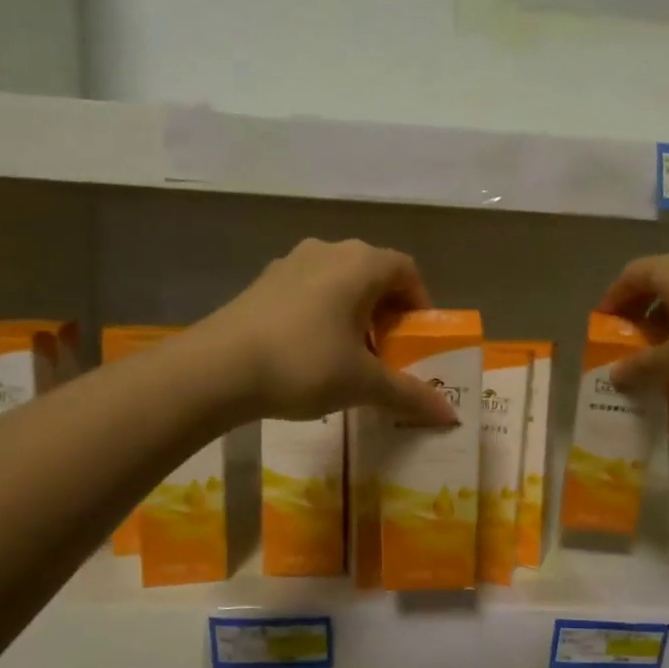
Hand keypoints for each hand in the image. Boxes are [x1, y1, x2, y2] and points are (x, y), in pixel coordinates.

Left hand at [200, 239, 457, 424]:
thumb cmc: (304, 365)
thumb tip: (451, 416)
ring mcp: (290, 263)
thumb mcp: (363, 384)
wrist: (217, 369)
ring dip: (354, 312)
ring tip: (351, 355)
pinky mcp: (262, 282)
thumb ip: (410, 395)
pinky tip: (311, 352)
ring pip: (338, 281)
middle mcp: (328, 251)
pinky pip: (308, 290)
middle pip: (373, 273)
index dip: (420, 303)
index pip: (406, 270)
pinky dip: (323, 314)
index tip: (419, 339)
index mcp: (360, 264)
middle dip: (387, 311)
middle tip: (389, 351)